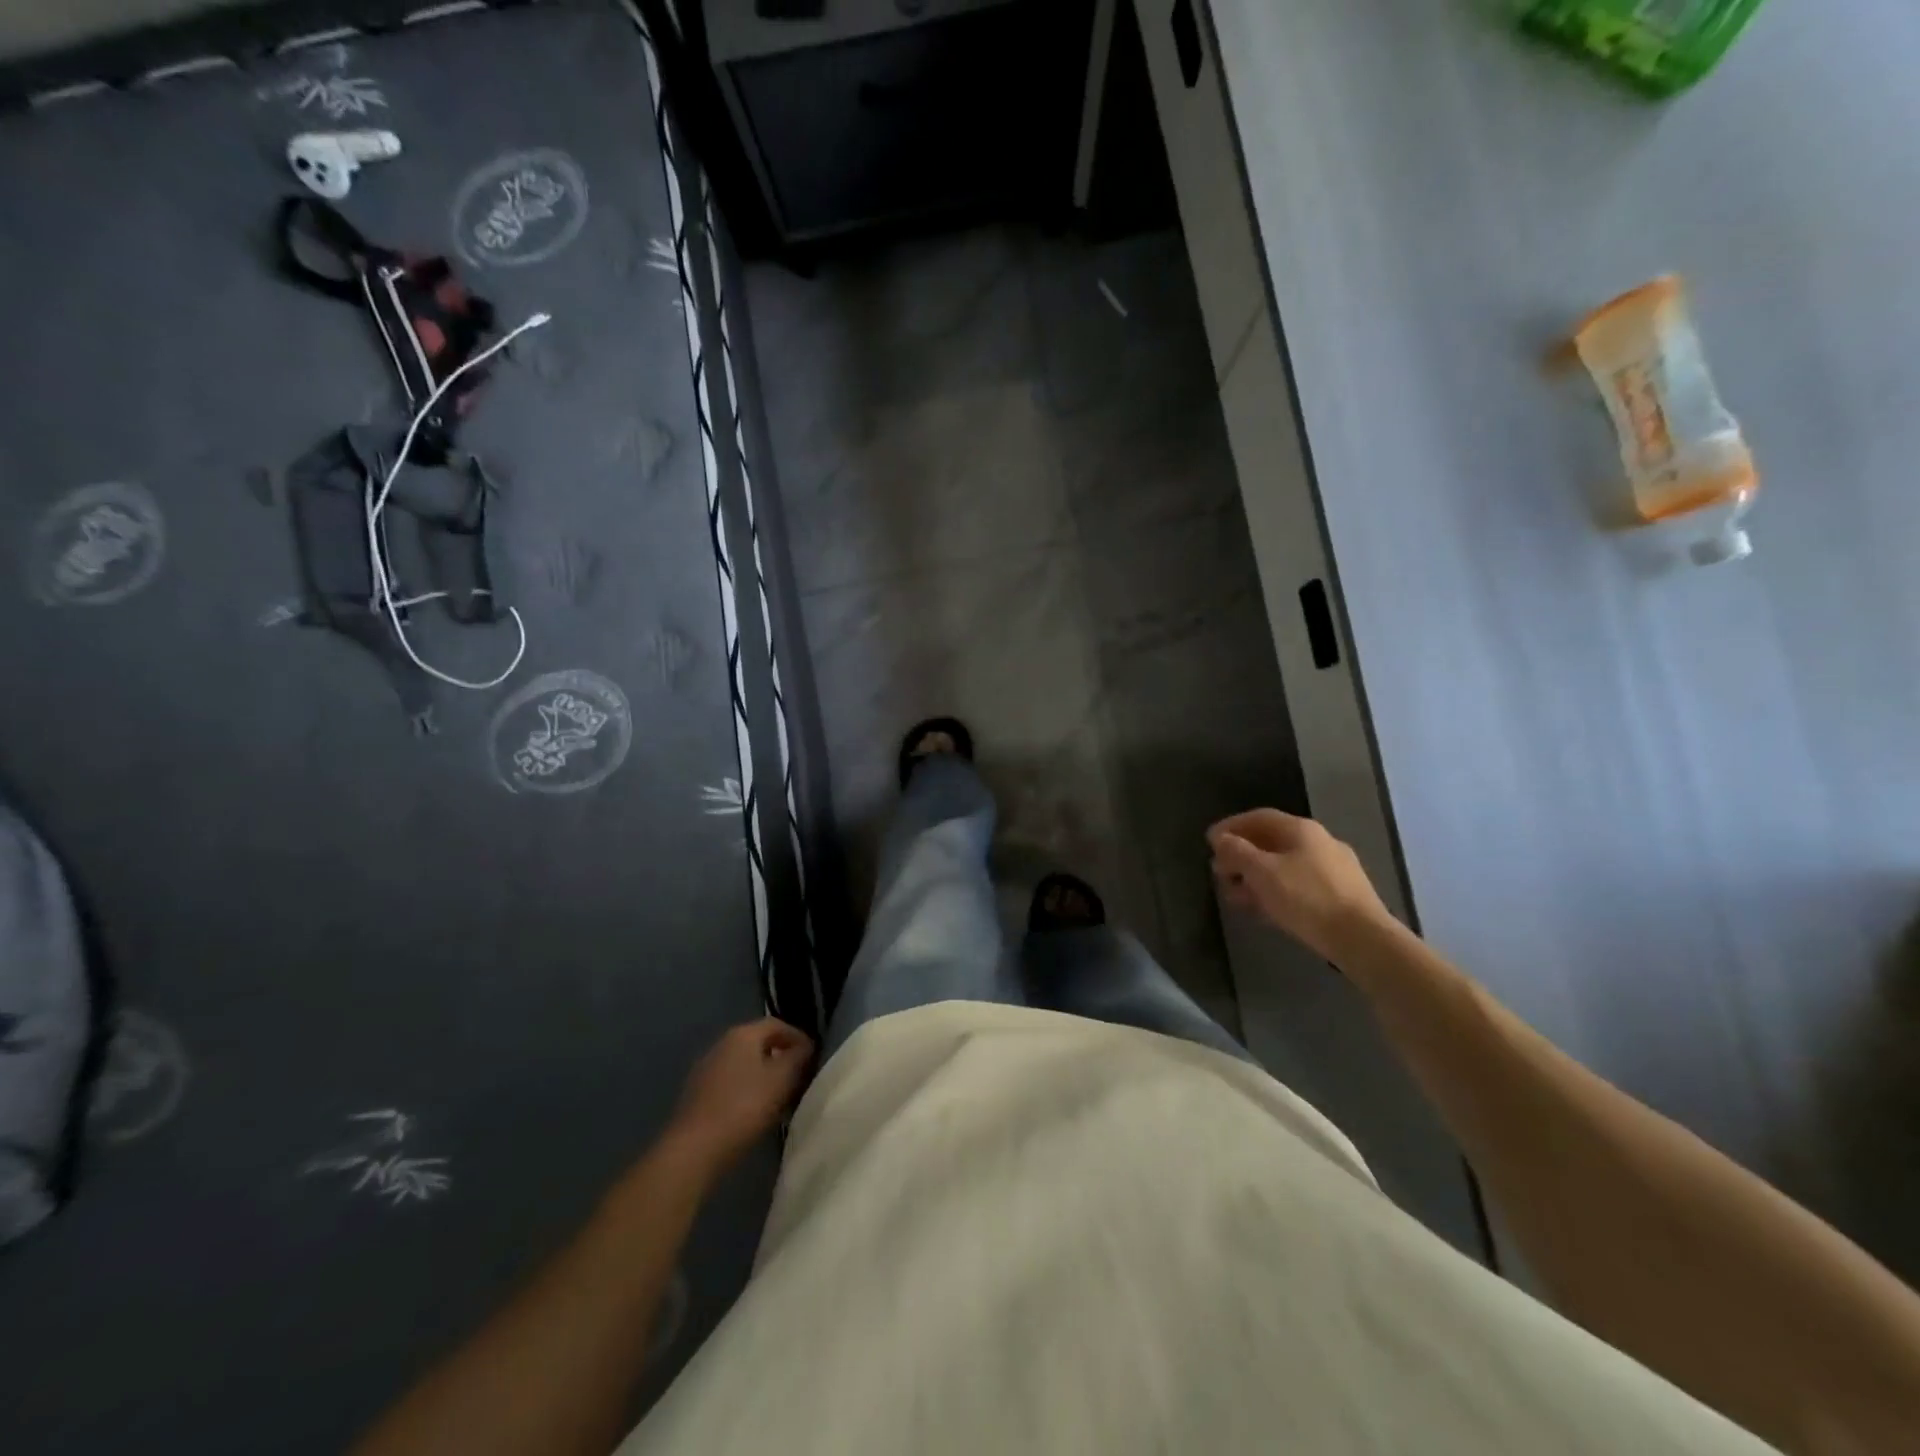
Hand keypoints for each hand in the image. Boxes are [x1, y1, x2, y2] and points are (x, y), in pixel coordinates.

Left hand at [666, 1018, 814, 1173]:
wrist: (694, 1149)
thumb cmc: (744, 1107)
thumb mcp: (782, 1079)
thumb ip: (798, 1058)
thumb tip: (805, 1047)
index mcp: (742, 1035)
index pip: (777, 1024)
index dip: (798, 1037)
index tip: (813, 1057)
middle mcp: (721, 1044)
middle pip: (758, 1043)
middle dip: (781, 1057)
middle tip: (799, 1077)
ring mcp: (705, 1070)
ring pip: (744, 1065)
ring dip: (764, 1076)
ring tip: (780, 1098)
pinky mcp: (697, 1095)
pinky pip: (730, 1084)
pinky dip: (747, 1091)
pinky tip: (754, 1112)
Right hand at [1208, 809, 1391, 962]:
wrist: (1362, 938)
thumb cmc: (1306, 897)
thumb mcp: (1262, 872)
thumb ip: (1237, 852)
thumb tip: (1221, 839)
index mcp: (1301, 829)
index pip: (1258, 817)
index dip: (1231, 826)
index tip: (1208, 842)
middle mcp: (1319, 842)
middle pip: (1271, 842)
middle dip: (1241, 855)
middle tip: (1219, 871)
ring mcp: (1333, 869)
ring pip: (1284, 866)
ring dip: (1255, 877)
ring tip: (1234, 895)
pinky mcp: (1341, 895)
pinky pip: (1298, 885)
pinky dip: (1275, 891)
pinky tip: (1262, 909)